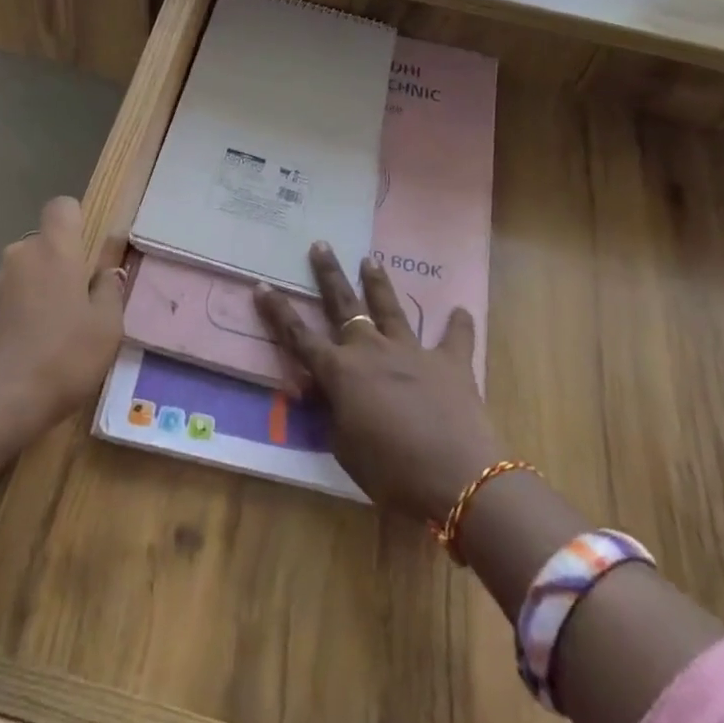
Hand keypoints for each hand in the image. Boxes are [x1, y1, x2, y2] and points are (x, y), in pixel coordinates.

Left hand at [0, 196, 125, 446]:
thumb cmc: (63, 360)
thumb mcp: (107, 329)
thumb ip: (109, 291)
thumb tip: (105, 273)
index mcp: (54, 251)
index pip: (62, 207)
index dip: (74, 224)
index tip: (84, 256)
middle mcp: (15, 255)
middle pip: (39, 248)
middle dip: (53, 270)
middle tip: (69, 312)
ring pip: (14, 279)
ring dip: (26, 296)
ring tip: (37, 342)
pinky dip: (2, 322)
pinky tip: (11, 358)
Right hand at [255, 244, 499, 523]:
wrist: (456, 477)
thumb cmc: (390, 472)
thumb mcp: (345, 448)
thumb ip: (332, 413)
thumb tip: (323, 393)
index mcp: (341, 372)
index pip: (299, 337)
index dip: (278, 313)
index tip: (263, 286)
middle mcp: (372, 350)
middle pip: (344, 305)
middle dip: (329, 275)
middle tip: (320, 245)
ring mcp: (413, 352)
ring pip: (390, 308)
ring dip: (378, 283)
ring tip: (370, 260)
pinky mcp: (451, 363)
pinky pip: (455, 338)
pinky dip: (458, 325)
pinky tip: (460, 310)